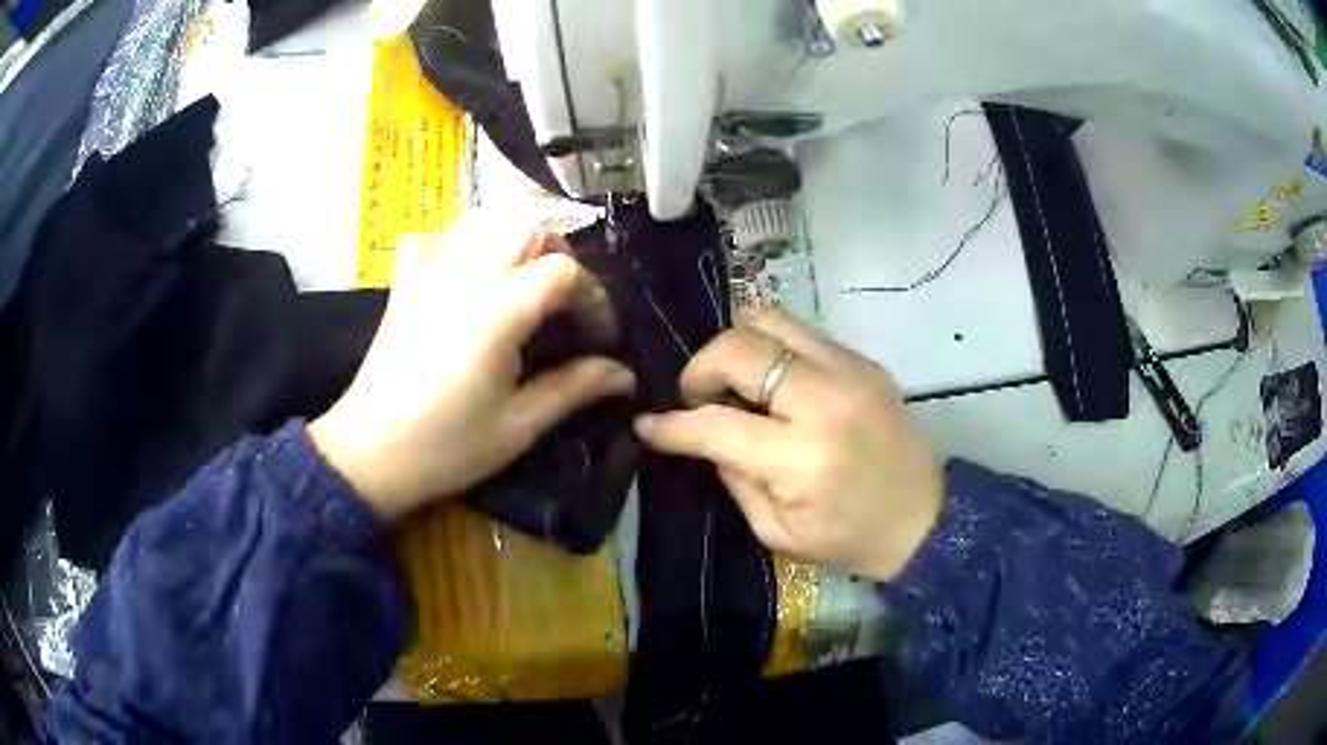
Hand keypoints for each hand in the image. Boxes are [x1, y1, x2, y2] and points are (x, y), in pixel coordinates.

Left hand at [309, 212, 636, 520]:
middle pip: (528, 228)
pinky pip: (432, 239)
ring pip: (481, 221)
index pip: (564, 272)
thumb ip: (575, 388)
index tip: (600, 337)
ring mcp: (429, 274)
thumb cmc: (448, 446)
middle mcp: (466, 275)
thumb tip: (625, 375)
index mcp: (500, 310)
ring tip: (525, 275)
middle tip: (567, 302)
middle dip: (561, 256)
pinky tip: (464, 269)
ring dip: (514, 238)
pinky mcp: (404, 284)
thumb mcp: (520, 424)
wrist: (372, 454)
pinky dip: (456, 243)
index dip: (594, 298)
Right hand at [634, 307, 942, 581]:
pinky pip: (802, 332)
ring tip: (733, 379)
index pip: (716, 423)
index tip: (649, 423)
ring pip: (770, 320)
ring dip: (737, 345)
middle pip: (740, 349)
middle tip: (697, 396)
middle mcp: (825, 402)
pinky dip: (772, 347)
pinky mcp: (865, 361)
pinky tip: (772, 380)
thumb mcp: (776, 530)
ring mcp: (851, 371)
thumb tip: (701, 433)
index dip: (672, 424)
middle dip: (701, 368)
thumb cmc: (848, 539)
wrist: (925, 519)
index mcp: (801, 459)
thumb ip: (733, 476)